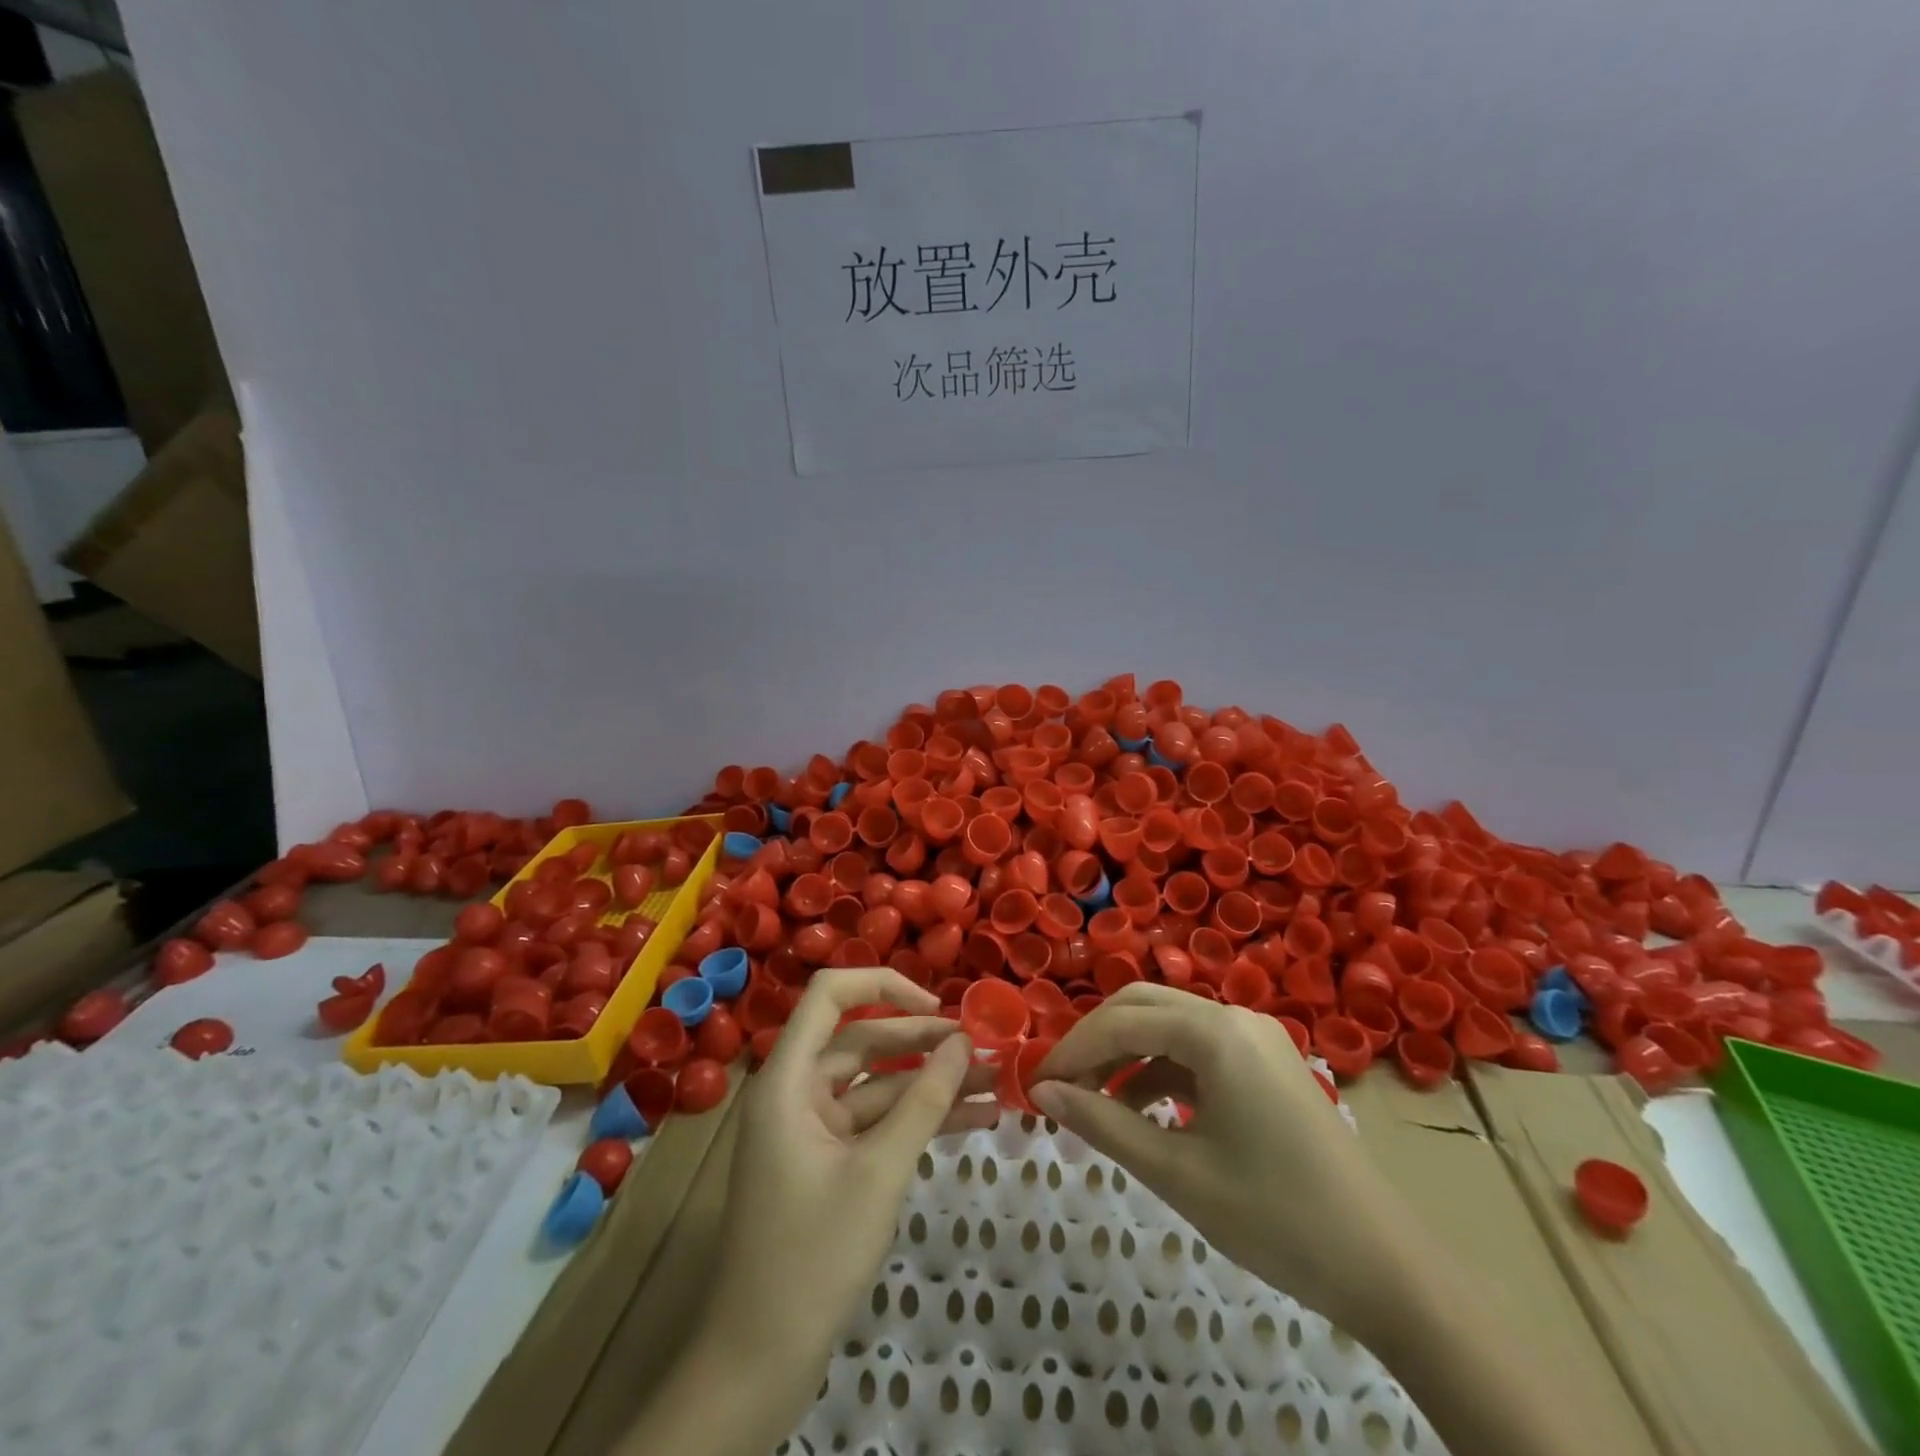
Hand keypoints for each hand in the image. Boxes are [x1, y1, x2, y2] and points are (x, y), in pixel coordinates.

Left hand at [700, 968, 998, 1373]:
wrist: (759, 1364)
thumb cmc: (812, 1256)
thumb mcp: (879, 1172)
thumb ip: (924, 1101)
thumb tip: (965, 1042)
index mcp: (788, 1079)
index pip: (830, 995)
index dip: (883, 985)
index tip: (936, 1006)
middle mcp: (797, 1092)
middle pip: (864, 1040)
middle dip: (925, 1043)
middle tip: (985, 1048)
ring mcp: (813, 1129)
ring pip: (879, 1085)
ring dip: (932, 1084)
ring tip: (994, 1084)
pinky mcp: (829, 1162)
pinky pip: (878, 1124)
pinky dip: (919, 1120)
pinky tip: (973, 1123)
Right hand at [1031, 982, 1421, 1337]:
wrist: (1387, 1269)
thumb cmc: (1277, 1219)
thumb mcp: (1178, 1174)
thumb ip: (1104, 1124)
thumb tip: (1043, 1094)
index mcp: (1216, 1032)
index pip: (1122, 1022)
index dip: (1071, 1051)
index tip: (1034, 1087)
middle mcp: (1235, 1016)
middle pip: (1144, 1005)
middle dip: (1096, 1041)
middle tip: (1060, 1086)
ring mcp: (1257, 1037)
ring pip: (1170, 1024)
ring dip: (1127, 1054)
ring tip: (1093, 1102)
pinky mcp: (1267, 1062)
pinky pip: (1198, 1048)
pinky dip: (1161, 1069)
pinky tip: (1142, 1109)